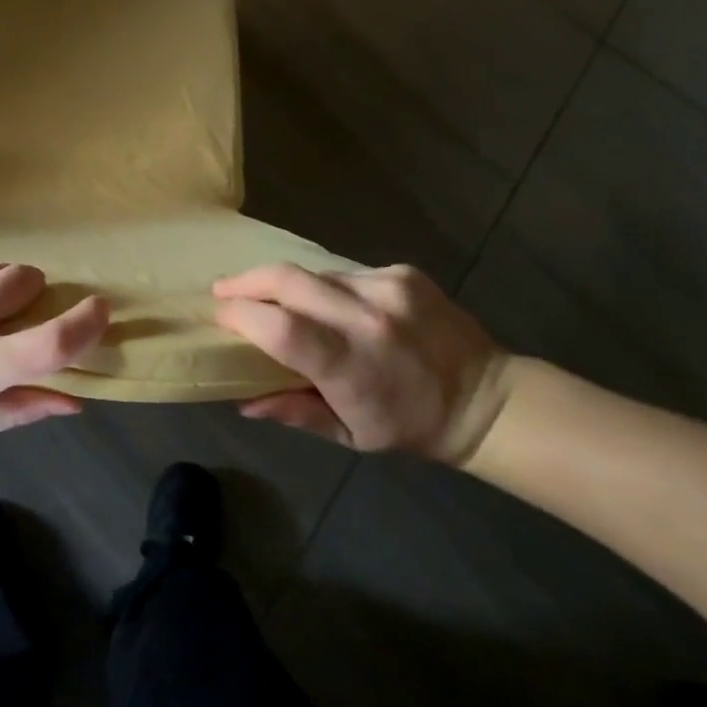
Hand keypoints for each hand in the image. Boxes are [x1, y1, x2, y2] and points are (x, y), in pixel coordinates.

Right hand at [214, 263, 507, 461]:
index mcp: (352, 366)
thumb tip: (242, 401)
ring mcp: (388, 288)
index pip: (281, 327)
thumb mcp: (349, 434)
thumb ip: (293, 412)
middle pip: (287, 279)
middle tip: (223, 289)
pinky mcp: (402, 273)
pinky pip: (344, 273)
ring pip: (313, 273)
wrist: (486, 398)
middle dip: (246, 281)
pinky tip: (334, 306)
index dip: (241, 315)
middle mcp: (368, 318)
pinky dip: (326, 287)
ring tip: (278, 302)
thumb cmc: (409, 425)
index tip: (220, 316)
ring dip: (287, 286)